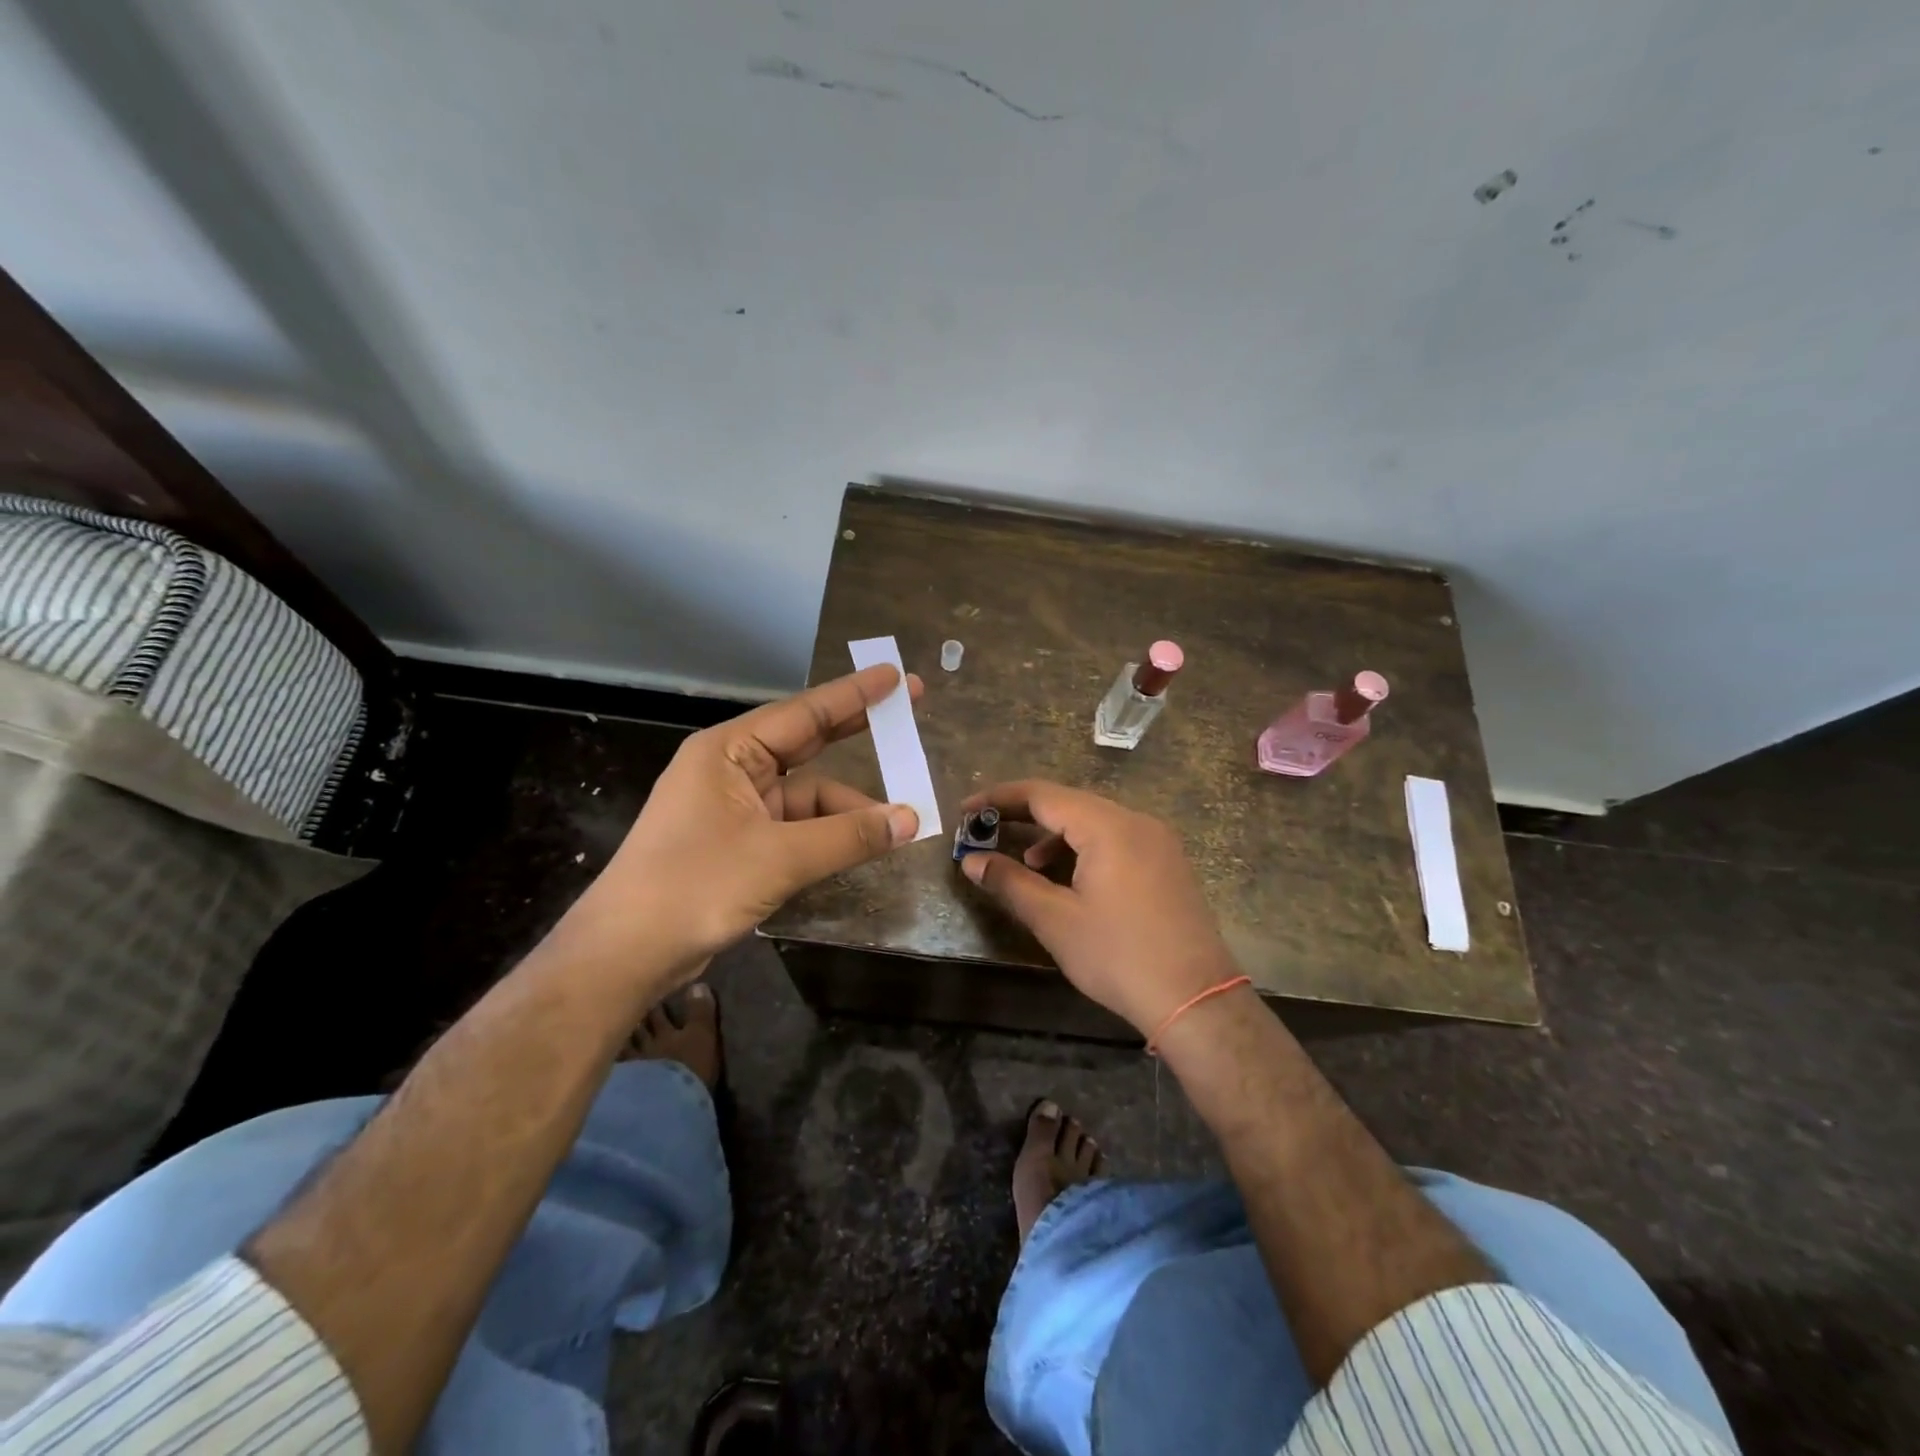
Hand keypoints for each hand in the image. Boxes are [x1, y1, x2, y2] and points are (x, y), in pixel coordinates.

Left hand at [562, 665, 921, 986]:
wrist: (625, 953)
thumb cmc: (694, 886)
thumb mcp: (779, 858)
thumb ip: (848, 836)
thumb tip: (911, 820)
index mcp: (728, 751)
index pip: (804, 713)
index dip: (855, 695)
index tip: (896, 677)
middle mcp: (731, 769)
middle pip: (806, 743)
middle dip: (856, 732)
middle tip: (907, 716)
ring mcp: (734, 807)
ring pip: (805, 795)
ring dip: (847, 807)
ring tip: (898, 821)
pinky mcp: (738, 843)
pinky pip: (795, 826)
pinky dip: (827, 834)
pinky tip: (860, 846)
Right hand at [958, 780, 1239, 1033]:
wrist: (1197, 1000)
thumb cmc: (1118, 956)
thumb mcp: (1055, 920)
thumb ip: (1010, 882)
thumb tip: (971, 861)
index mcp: (1108, 826)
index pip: (1042, 795)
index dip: (999, 799)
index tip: (965, 811)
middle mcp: (1136, 821)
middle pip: (1069, 803)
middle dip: (1023, 815)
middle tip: (985, 831)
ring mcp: (1158, 840)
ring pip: (1094, 821)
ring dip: (1054, 835)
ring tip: (1028, 864)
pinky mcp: (1168, 862)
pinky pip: (1116, 839)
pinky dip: (1084, 847)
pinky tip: (1071, 878)